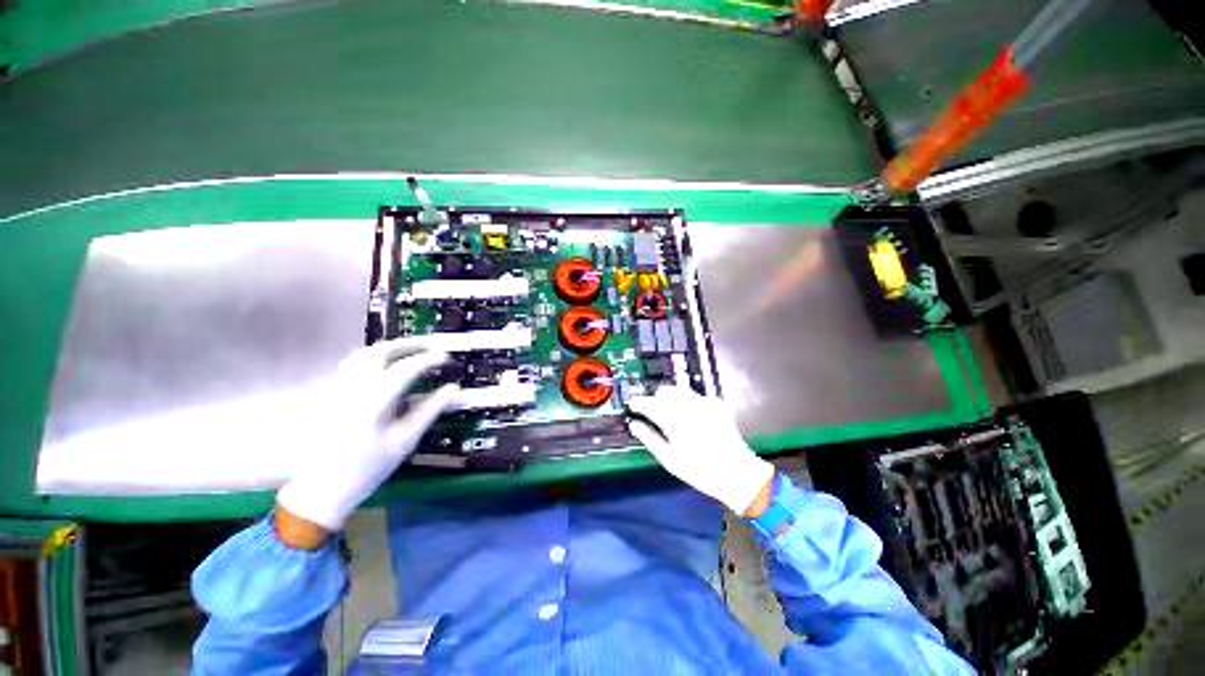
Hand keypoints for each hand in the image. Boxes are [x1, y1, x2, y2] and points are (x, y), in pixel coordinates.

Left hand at [276, 338, 458, 536]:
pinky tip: (386, 366)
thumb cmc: (368, 467)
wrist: (322, 488)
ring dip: (390, 348)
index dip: (429, 359)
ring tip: (411, 351)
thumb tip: (454, 390)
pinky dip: (375, 357)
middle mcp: (353, 387)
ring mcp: (339, 388)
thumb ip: (430, 410)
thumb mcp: (405, 440)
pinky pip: (354, 364)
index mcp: (374, 400)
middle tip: (430, 346)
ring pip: (363, 354)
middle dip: (408, 345)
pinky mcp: (332, 394)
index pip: (406, 368)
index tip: (446, 357)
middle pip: (381, 352)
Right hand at [626, 386, 773, 516]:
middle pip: (665, 391)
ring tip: (672, 415)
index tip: (632, 407)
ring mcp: (705, 402)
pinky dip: (690, 403)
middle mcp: (688, 403)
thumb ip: (648, 437)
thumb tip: (633, 424)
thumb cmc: (698, 469)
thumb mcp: (668, 458)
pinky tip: (693, 418)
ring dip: (672, 398)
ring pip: (681, 391)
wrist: (737, 474)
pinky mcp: (717, 404)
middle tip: (652, 414)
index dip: (638, 403)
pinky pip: (697, 397)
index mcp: (673, 416)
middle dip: (656, 399)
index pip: (648, 402)